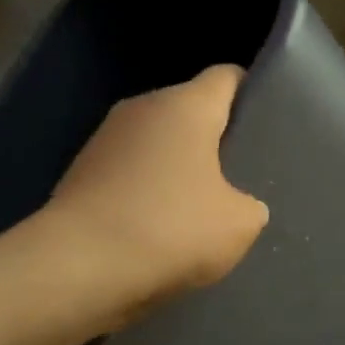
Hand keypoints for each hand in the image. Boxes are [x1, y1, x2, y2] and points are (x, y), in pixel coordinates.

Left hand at [46, 64, 269, 317]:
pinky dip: (145, 193)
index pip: (226, 77)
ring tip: (197, 210)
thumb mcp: (239, 224)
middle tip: (239, 178)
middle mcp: (142, 108)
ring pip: (155, 145)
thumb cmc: (171, 230)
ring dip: (176, 170)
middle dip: (212, 140)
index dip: (250, 94)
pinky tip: (158, 229)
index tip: (265, 124)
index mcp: (185, 106)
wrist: (79, 267)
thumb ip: (249, 204)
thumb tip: (236, 203)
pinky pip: (129, 174)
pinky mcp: (80, 173)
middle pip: (188, 111)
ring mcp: (105, 140)